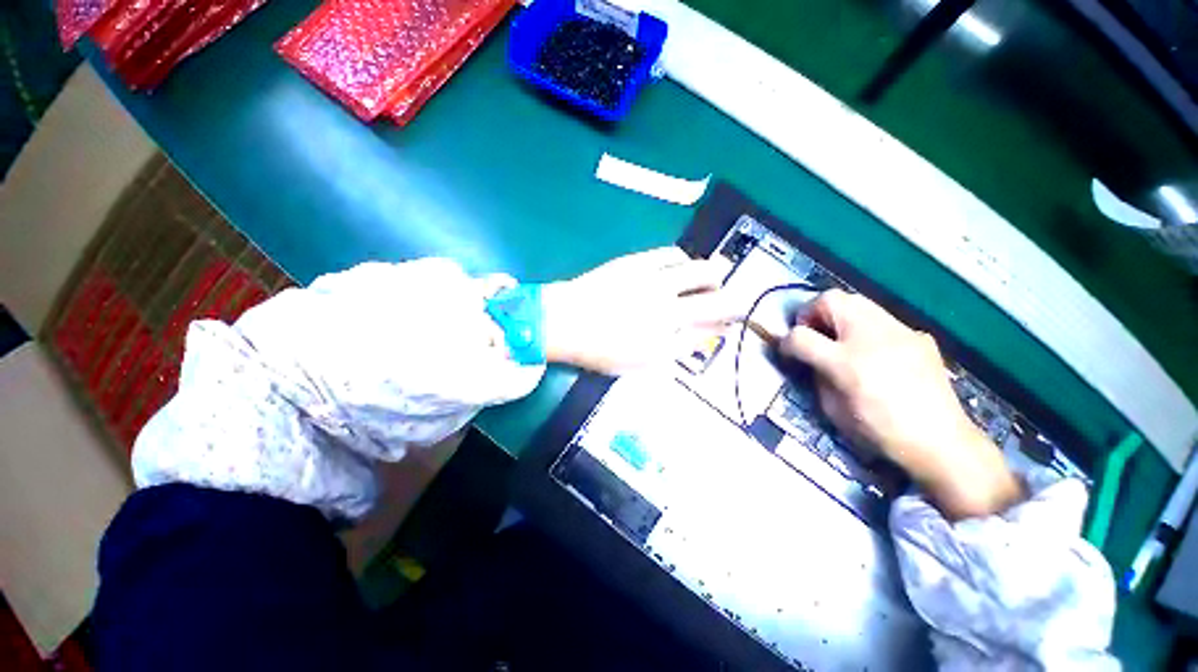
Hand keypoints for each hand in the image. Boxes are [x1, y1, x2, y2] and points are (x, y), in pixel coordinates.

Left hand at [541, 247, 736, 375]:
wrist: (565, 320)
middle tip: (726, 300)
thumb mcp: (641, 361)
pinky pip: (672, 254)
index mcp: (667, 336)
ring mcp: (654, 281)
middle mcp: (668, 307)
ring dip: (713, 275)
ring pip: (700, 271)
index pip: (710, 328)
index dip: (725, 324)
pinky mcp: (638, 262)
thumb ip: (676, 349)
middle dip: (730, 300)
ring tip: (711, 277)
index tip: (730, 322)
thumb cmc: (600, 349)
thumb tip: (702, 335)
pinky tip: (682, 263)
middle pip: (715, 300)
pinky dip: (684, 260)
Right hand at [780, 289, 1022, 519]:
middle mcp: (872, 335)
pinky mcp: (917, 336)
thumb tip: (809, 358)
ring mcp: (899, 330)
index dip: (787, 341)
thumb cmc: (879, 430)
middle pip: (830, 299)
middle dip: (812, 313)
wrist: (941, 443)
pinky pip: (881, 319)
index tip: (788, 350)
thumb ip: (816, 375)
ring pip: (857, 301)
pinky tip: (874, 351)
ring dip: (838, 315)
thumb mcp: (832, 407)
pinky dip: (866, 327)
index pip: (800, 335)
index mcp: (846, 361)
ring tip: (839, 338)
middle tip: (812, 334)